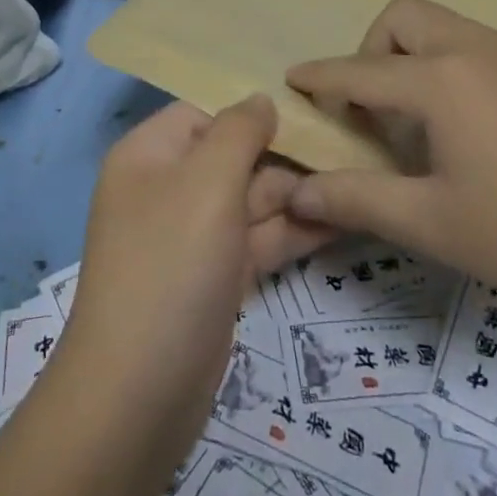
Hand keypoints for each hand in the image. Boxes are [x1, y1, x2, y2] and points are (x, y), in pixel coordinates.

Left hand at [58, 98, 332, 457]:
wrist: (138, 396)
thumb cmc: (171, 264)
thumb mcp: (207, 182)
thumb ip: (239, 131)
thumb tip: (261, 99)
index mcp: (150, 154)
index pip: (206, 111)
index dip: (253, 107)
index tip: (310, 106)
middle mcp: (169, 188)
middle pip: (234, 155)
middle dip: (286, 155)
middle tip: (349, 148)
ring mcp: (194, 236)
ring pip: (252, 200)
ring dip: (298, 194)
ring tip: (357, 182)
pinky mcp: (216, 278)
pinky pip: (258, 239)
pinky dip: (293, 231)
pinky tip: (342, 221)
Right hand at [284, 0, 496, 335]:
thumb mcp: (432, 224)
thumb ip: (357, 200)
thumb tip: (298, 192)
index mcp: (441, 80)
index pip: (360, 70)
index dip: (320, 77)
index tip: (292, 78)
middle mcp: (476, 49)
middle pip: (404, 17)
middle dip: (372, 51)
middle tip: (374, 112)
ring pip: (445, 28)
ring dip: (415, 59)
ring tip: (423, 127)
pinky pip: (480, 48)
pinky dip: (453, 69)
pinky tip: (476, 133)